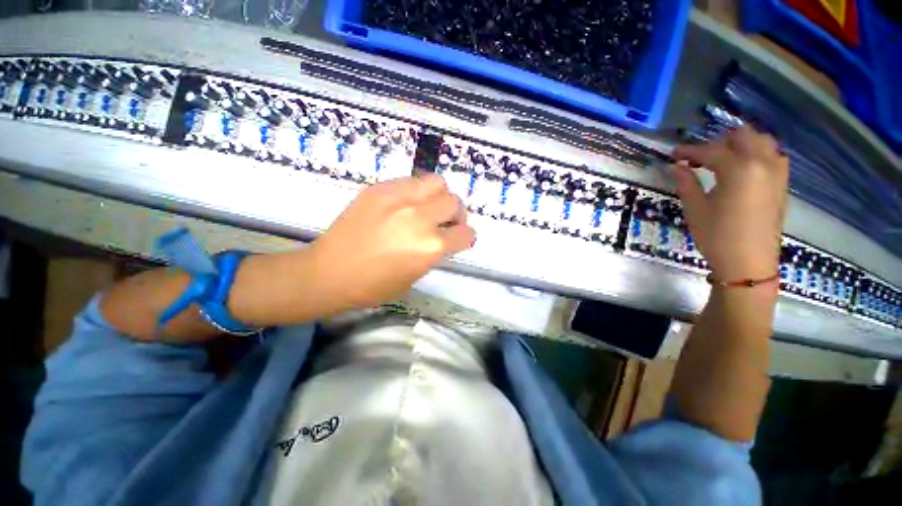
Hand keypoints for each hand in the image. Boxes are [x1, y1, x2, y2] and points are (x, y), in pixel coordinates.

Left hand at [307, 174, 474, 309]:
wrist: (329, 273)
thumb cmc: (373, 286)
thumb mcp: (415, 275)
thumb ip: (434, 252)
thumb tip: (443, 237)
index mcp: (430, 247)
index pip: (466, 233)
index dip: (466, 237)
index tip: (459, 238)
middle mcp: (420, 218)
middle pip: (454, 202)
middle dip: (455, 214)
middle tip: (444, 222)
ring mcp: (399, 199)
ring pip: (437, 182)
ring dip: (438, 196)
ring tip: (427, 207)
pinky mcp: (380, 189)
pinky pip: (411, 181)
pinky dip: (416, 191)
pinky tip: (404, 204)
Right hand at [671, 126, 788, 281]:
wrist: (748, 263)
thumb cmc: (717, 236)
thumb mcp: (695, 209)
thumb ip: (686, 182)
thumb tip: (675, 166)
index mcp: (739, 169)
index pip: (711, 150)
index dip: (689, 151)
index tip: (674, 153)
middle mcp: (763, 163)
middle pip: (744, 136)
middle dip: (719, 141)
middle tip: (700, 156)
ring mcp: (777, 172)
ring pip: (763, 142)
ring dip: (741, 144)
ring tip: (722, 158)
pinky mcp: (782, 184)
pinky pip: (773, 156)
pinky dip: (757, 154)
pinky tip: (742, 168)